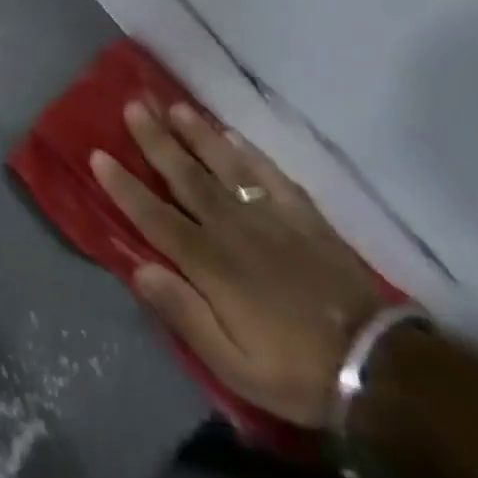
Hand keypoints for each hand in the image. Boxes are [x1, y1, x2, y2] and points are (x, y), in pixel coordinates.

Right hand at [91, 100, 387, 427]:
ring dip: (198, 135)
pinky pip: (273, 176)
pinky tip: (234, 136)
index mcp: (211, 265)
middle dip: (156, 142)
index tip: (99, 155)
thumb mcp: (231, 364)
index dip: (125, 186)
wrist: (379, 368)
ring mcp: (273, 219)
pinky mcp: (306, 218)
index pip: (156, 217)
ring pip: (227, 167)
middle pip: (187, 178)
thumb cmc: (294, 371)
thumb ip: (184, 314)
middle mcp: (235, 230)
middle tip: (133, 107)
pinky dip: (252, 153)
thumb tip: (140, 269)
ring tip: (175, 107)